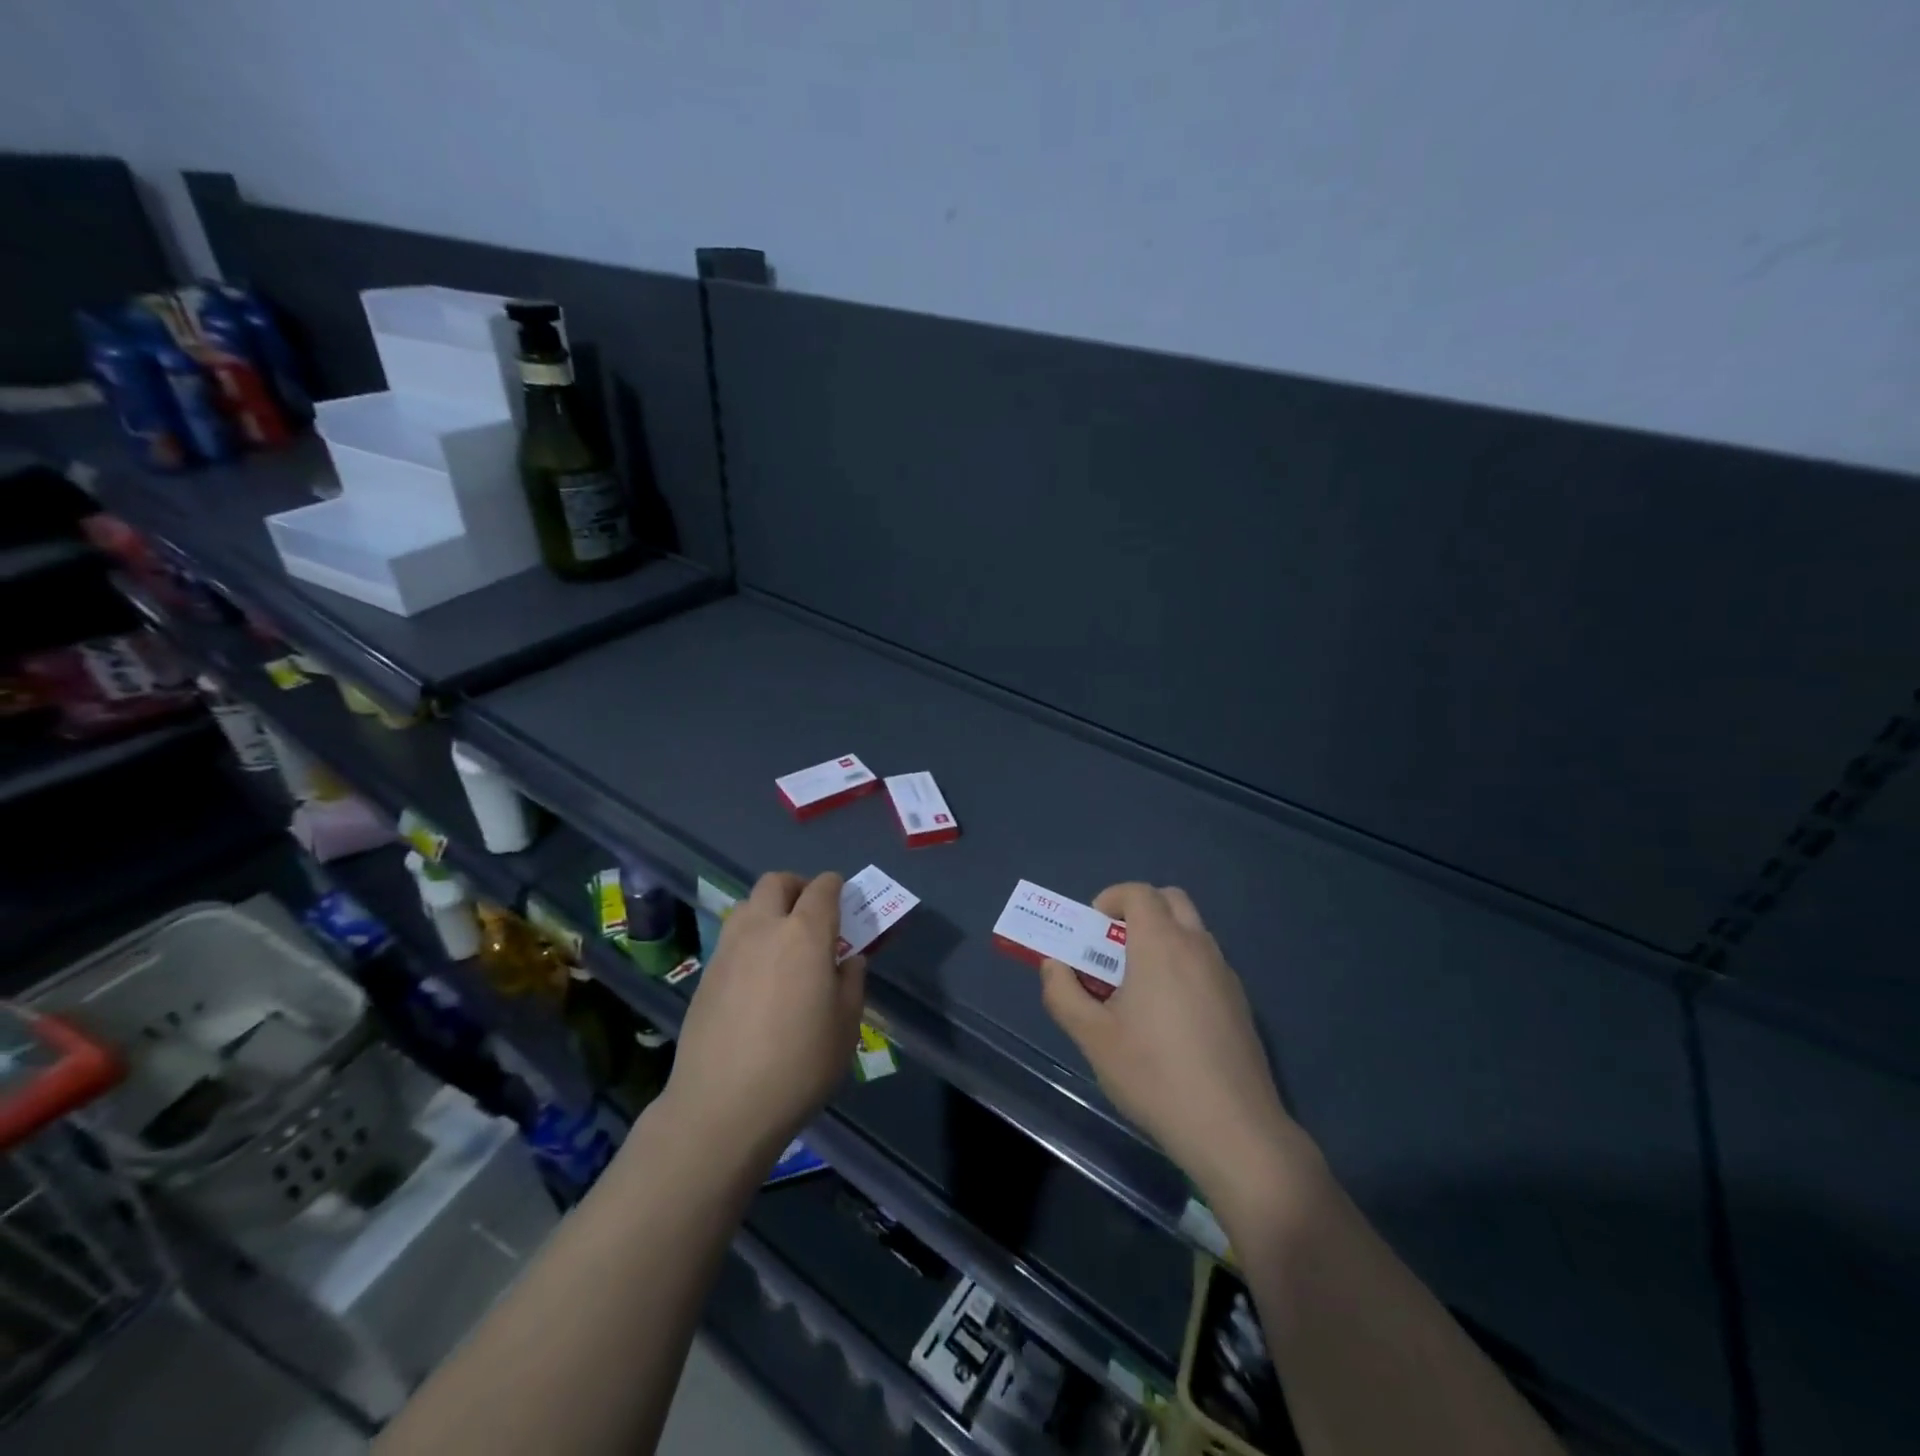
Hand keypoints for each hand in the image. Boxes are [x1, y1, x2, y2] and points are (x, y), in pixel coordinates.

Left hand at [664, 871, 865, 1164]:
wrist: (722, 1106)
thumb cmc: (799, 1064)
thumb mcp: (846, 1025)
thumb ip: (851, 981)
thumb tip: (847, 960)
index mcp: (805, 934)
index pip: (822, 888)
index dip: (836, 887)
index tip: (844, 901)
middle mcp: (764, 928)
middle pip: (776, 882)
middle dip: (797, 887)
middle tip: (812, 914)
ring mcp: (729, 949)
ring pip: (748, 905)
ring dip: (769, 910)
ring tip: (783, 945)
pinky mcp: (706, 974)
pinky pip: (732, 938)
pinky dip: (750, 940)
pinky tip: (758, 978)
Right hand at [1037, 883, 1308, 1212]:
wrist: (1233, 1129)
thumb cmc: (1154, 1075)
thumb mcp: (1092, 1038)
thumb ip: (1063, 994)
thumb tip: (1053, 965)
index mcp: (1161, 945)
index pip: (1138, 892)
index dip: (1110, 899)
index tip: (1092, 929)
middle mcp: (1198, 947)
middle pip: (1170, 900)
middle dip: (1139, 911)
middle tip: (1114, 950)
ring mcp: (1225, 974)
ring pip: (1192, 932)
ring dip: (1163, 938)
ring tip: (1138, 988)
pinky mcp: (1241, 1003)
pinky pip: (1207, 963)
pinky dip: (1184, 966)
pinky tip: (1171, 1019)